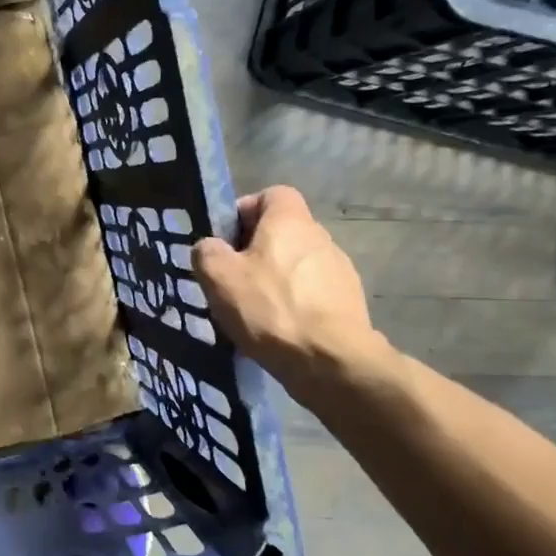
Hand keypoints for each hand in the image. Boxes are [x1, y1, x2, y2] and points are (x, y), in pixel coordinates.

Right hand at [191, 186, 386, 404]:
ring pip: (296, 265)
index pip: (272, 194)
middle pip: (282, 232)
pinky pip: (311, 294)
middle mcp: (320, 237)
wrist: (330, 361)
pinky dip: (293, 304)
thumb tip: (210, 247)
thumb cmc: (270, 308)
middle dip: (255, 251)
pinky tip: (277, 330)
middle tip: (230, 280)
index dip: (245, 210)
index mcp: (290, 222)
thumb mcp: (219, 276)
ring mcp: (339, 271)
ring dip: (274, 280)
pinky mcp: (348, 303)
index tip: (224, 240)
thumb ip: (207, 252)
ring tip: (252, 311)